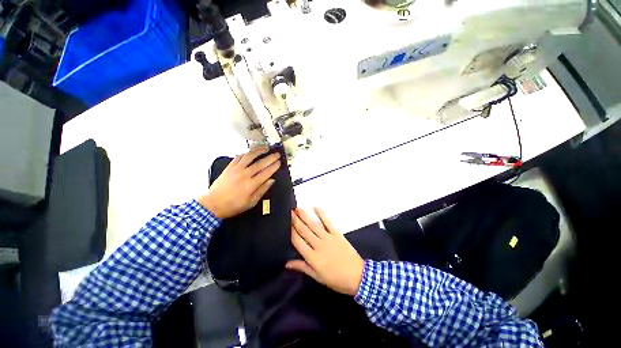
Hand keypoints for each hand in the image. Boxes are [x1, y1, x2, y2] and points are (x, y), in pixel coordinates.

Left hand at [199, 147, 280, 218]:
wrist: (214, 203)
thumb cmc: (231, 206)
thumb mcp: (250, 203)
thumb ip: (262, 191)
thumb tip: (271, 182)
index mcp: (251, 185)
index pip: (266, 172)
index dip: (274, 166)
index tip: (279, 163)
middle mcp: (244, 175)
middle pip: (260, 163)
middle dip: (270, 157)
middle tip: (276, 154)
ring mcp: (236, 169)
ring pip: (250, 156)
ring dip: (259, 151)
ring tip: (265, 148)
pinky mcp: (229, 167)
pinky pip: (239, 157)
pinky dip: (246, 153)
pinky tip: (250, 153)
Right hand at [286, 208, 364, 295]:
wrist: (358, 277)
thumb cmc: (336, 280)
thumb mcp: (317, 277)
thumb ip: (302, 267)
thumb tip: (286, 263)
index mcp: (312, 258)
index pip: (297, 241)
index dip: (290, 232)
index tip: (284, 223)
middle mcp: (319, 245)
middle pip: (304, 231)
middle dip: (295, 220)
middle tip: (288, 211)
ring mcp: (329, 239)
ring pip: (314, 225)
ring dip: (305, 215)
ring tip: (297, 208)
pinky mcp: (338, 235)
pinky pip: (329, 223)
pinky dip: (322, 215)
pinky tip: (316, 208)